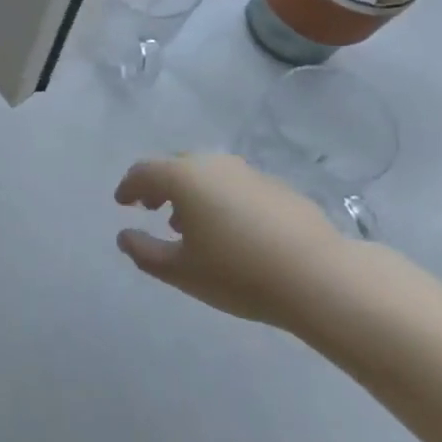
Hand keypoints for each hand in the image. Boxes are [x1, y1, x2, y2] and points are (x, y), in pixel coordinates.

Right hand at [114, 152, 352, 329]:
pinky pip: (235, 185)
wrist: (319, 277)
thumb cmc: (238, 273)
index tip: (122, 203)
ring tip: (189, 225)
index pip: (144, 171)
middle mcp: (213, 163)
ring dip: (191, 193)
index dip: (128, 186)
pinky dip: (221, 199)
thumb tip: (124, 236)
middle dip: (159, 185)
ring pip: (208, 174)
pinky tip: (231, 230)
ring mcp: (248, 172)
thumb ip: (145, 252)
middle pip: (176, 166)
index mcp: (184, 177)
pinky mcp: (277, 187)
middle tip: (151, 208)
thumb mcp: (181, 271)